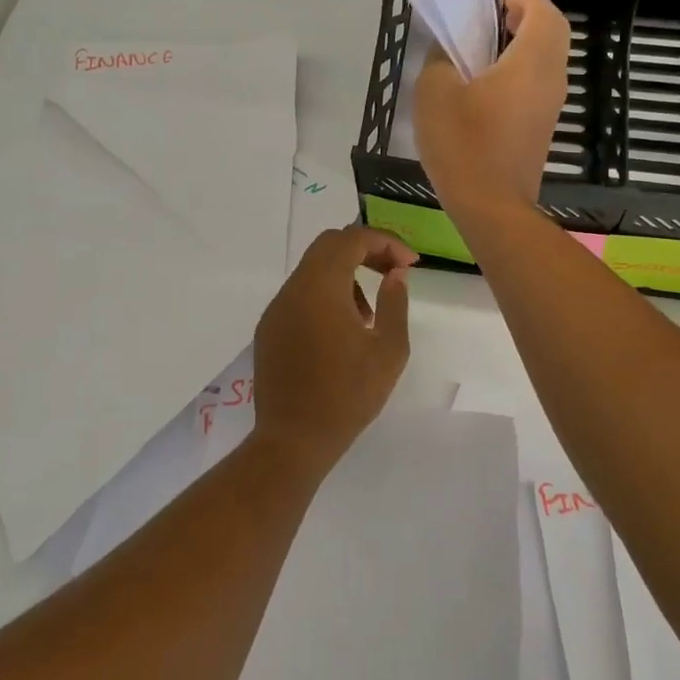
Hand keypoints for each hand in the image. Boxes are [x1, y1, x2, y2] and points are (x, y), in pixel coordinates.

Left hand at [252, 226, 415, 477]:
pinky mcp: (268, 330)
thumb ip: (395, 303)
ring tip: (369, 314)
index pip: (352, 239)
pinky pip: (299, 296)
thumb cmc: (348, 394)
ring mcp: (276, 309)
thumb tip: (396, 274)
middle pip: (328, 246)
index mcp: (321, 287)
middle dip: (364, 250)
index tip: (410, 263)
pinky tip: (341, 332)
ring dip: (344, 275)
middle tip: (392, 272)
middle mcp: (293, 289)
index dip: (385, 242)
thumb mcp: (388, 350)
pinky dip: (325, 296)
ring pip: (313, 271)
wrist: (293, 440)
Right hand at [414, 0, 569, 216]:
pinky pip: (538, 83)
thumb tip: (449, 53)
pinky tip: (485, 85)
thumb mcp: (435, 93)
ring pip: (547, 59)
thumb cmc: (464, 145)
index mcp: (531, 62)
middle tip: (490, 17)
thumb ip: (440, 60)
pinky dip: (520, 70)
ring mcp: (550, 106)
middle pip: (552, 32)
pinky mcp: (542, 127)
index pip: (542, 10)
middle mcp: (550, 79)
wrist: (491, 207)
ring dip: (522, 44)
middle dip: (525, 15)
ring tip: (483, 48)